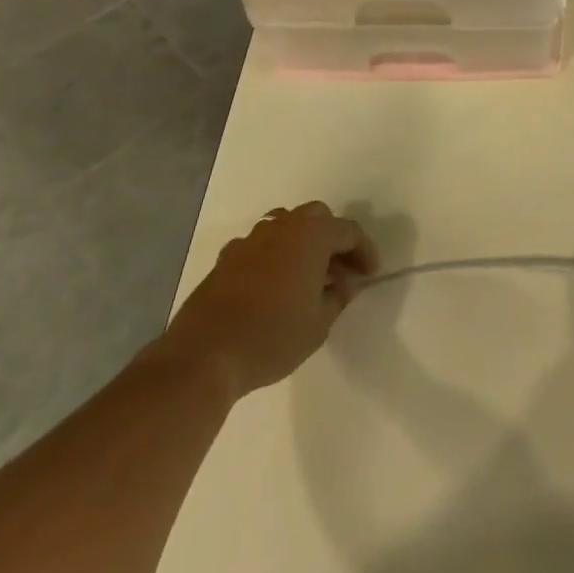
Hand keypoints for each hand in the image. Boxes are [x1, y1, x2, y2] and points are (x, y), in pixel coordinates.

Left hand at [167, 202, 379, 396]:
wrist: (204, 355)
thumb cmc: (272, 337)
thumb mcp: (319, 324)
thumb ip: (338, 297)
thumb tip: (345, 284)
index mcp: (312, 235)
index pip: (349, 231)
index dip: (364, 252)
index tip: (369, 276)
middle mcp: (283, 226)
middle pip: (317, 218)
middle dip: (332, 239)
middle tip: (339, 271)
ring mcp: (251, 239)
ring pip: (286, 226)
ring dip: (302, 243)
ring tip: (307, 276)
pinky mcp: (227, 257)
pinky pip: (261, 245)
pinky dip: (274, 256)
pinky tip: (273, 287)